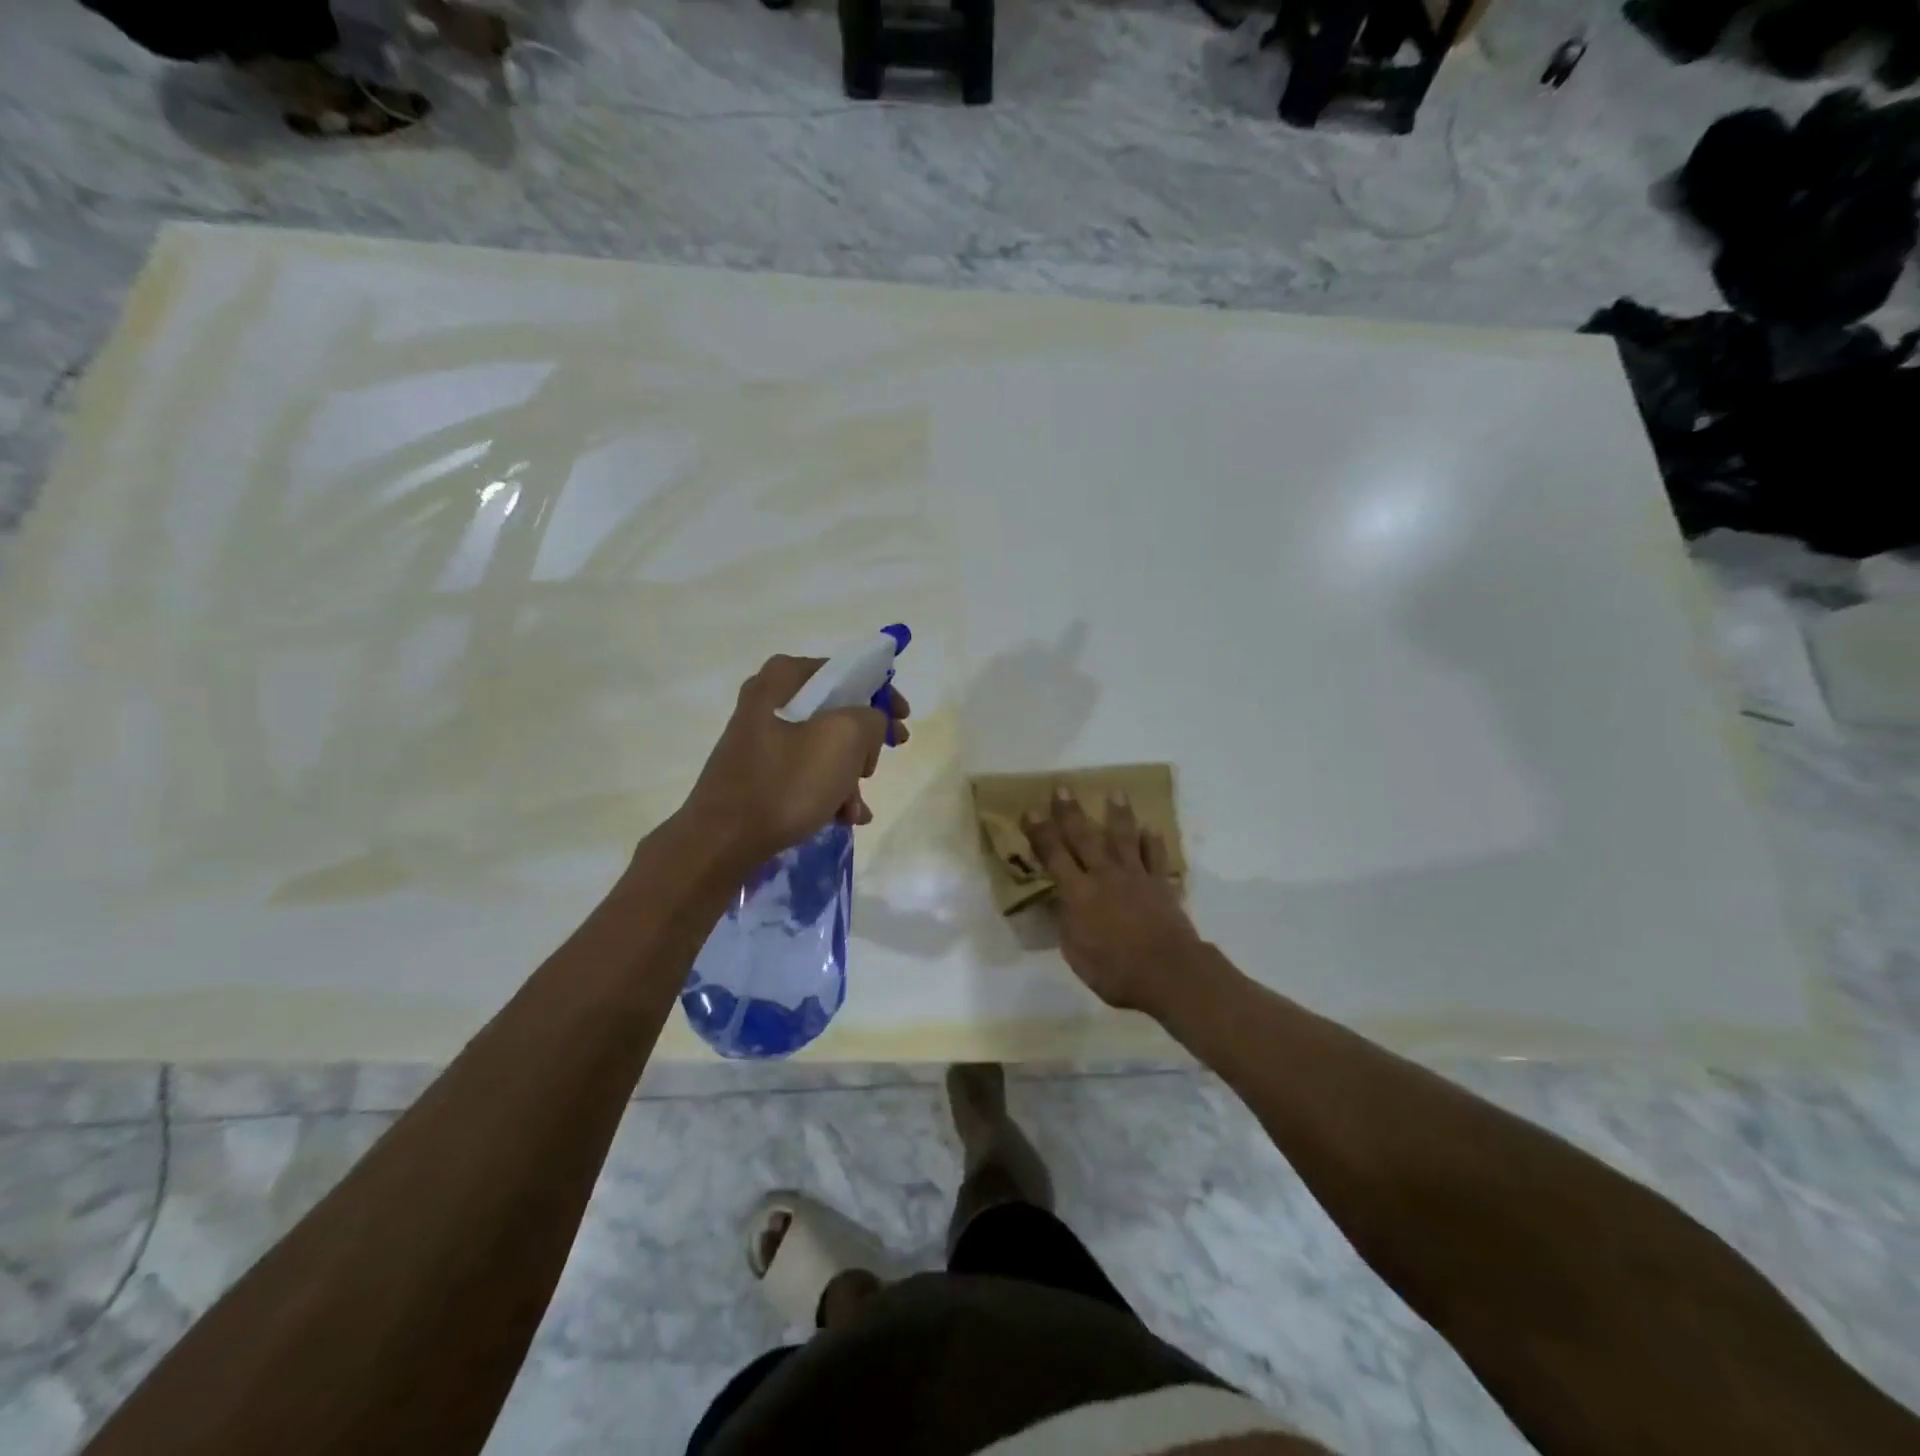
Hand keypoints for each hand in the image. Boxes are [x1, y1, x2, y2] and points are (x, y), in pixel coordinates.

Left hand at [680, 655, 910, 867]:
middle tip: (877, 765)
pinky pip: (805, 772)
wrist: (722, 842)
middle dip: (864, 744)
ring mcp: (760, 739)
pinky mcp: (758, 773)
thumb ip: (871, 717)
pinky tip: (841, 818)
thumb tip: (869, 724)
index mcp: (783, 679)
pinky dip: (828, 791)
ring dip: (849, 777)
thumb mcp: (844, 738)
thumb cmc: (786, 782)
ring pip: (823, 747)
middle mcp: (768, 701)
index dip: (881, 693)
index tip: (903, 720)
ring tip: (855, 809)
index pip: (846, 671)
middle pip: (836, 711)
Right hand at [1022, 788, 1203, 1016]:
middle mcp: (1104, 876)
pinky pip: (1156, 858)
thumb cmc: (1115, 971)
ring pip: (1124, 838)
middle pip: (1084, 838)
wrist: (1168, 972)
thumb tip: (1063, 905)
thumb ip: (1068, 924)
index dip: (1040, 833)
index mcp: (1078, 894)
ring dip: (1118, 815)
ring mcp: (1135, 877)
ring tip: (1116, 793)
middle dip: (1071, 813)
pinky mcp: (1160, 885)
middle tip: (1063, 788)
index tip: (1031, 811)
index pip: (1053, 856)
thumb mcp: (1075, 954)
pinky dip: (1153, 843)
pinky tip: (1151, 829)